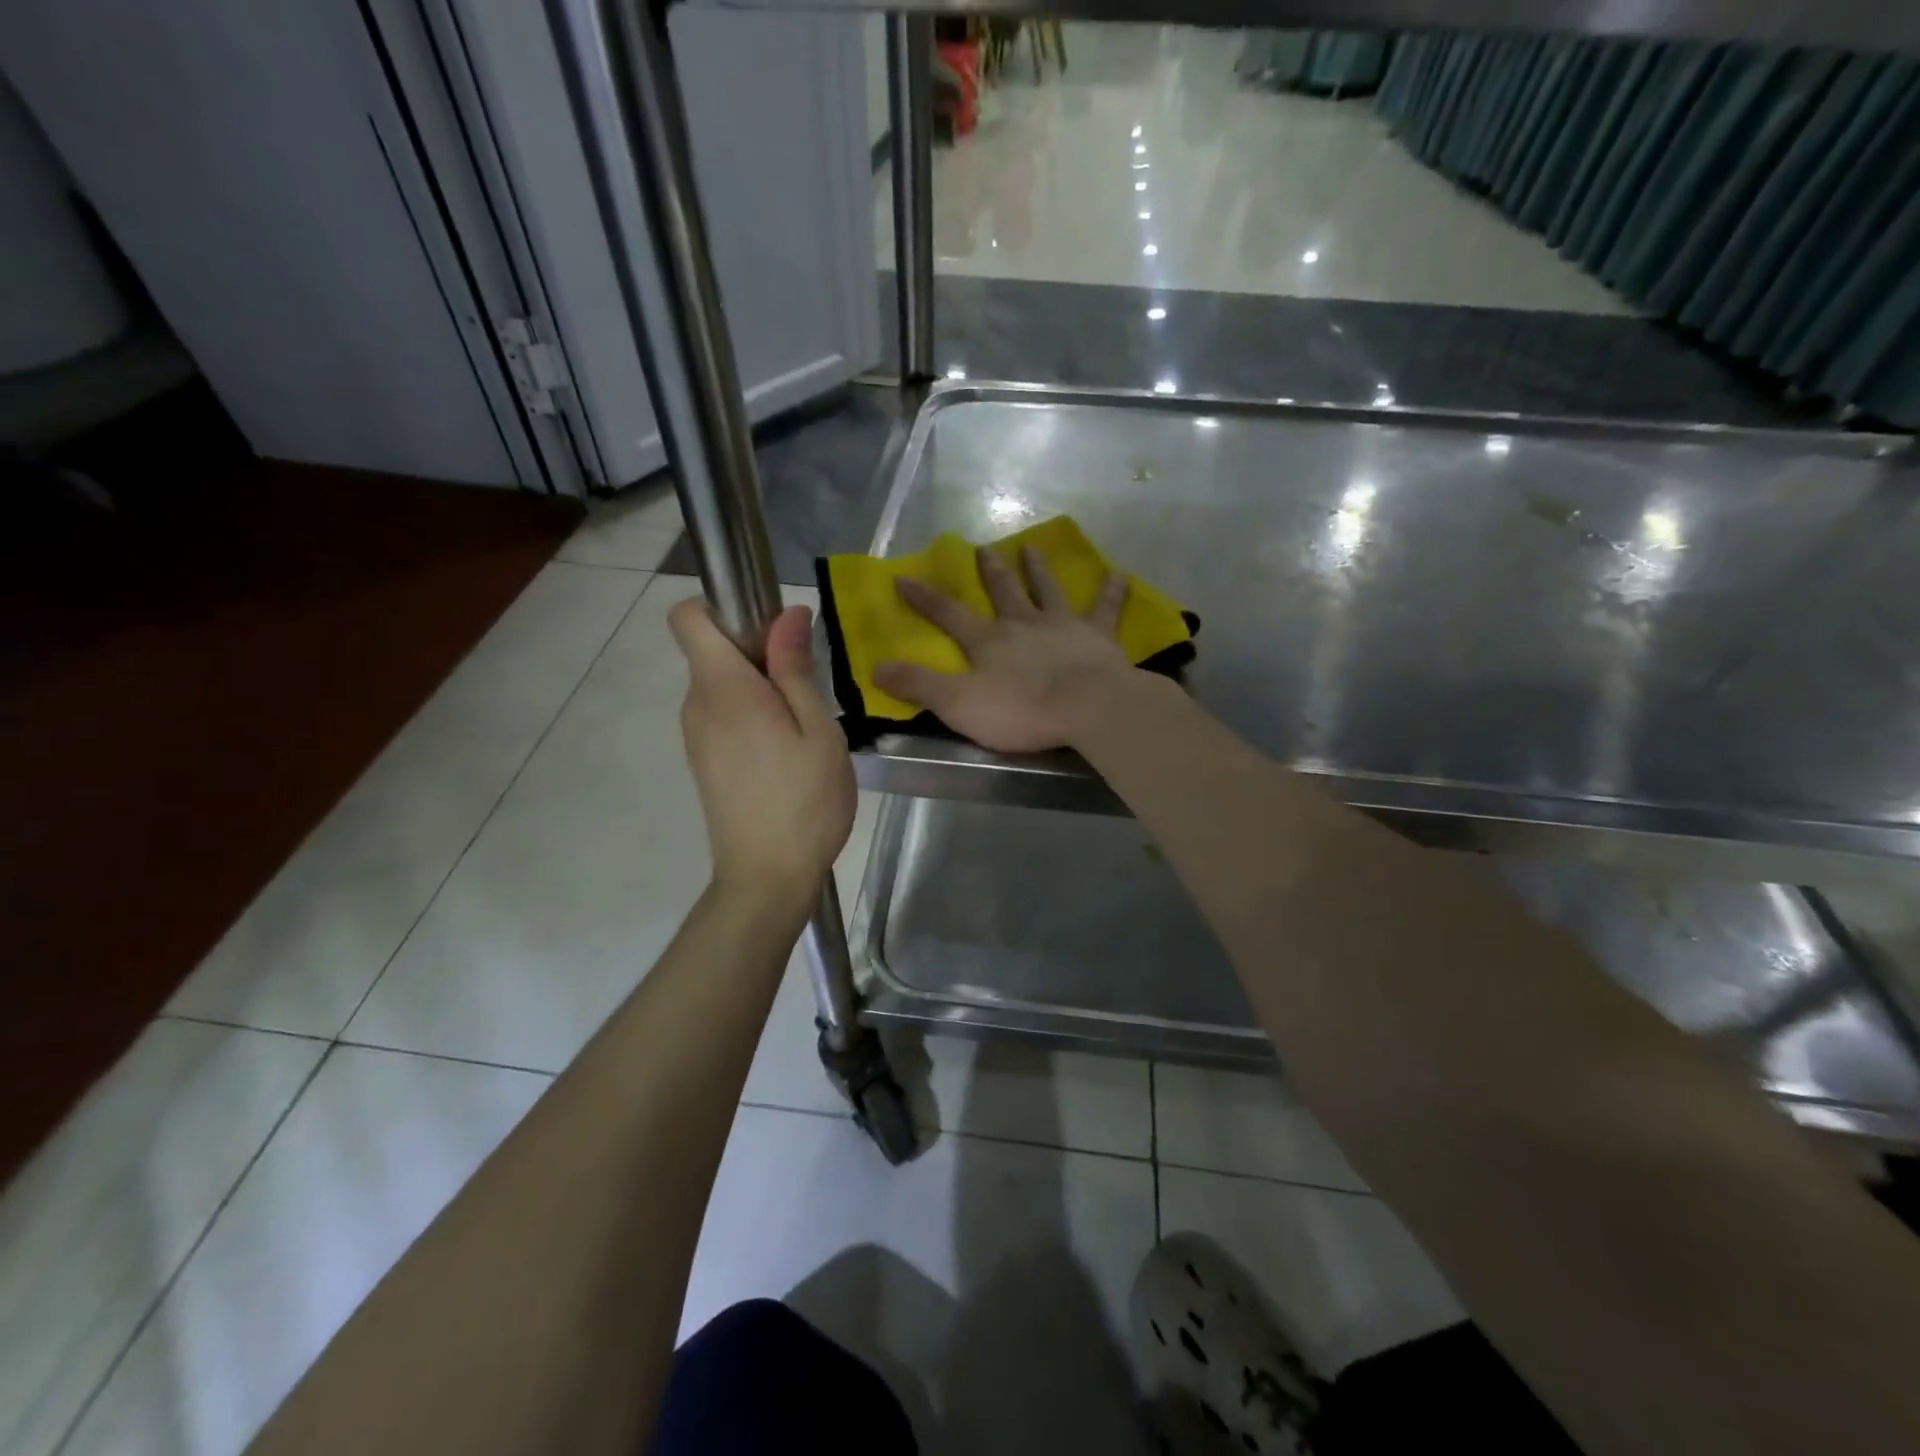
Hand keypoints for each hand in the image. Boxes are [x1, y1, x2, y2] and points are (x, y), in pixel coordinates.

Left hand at [669, 599, 855, 908]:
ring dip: (759, 686)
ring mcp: (696, 736)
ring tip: (803, 723)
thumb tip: (787, 613)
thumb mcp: (817, 729)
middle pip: (711, 650)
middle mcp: (697, 705)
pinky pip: (723, 715)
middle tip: (806, 684)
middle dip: (756, 650)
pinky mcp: (704, 761)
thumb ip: (796, 669)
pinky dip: (751, 714)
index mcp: (723, 688)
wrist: (766, 877)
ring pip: (721, 685)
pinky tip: (786, 750)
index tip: (770, 628)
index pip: (688, 617)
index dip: (723, 606)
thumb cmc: (803, 800)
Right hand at [874, 546, 1138, 752]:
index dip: (924, 597)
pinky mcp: (1100, 637)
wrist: (1087, 707)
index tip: (904, 577)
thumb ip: (919, 685)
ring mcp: (1063, 626)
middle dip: (990, 571)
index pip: (948, 614)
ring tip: (1032, 548)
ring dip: (1039, 569)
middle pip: (1004, 591)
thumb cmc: (1021, 710)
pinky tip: (1119, 574)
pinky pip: (1106, 608)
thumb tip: (877, 667)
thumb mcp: (958, 704)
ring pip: (1048, 590)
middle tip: (983, 548)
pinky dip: (1112, 591)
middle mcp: (1023, 623)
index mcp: (988, 641)